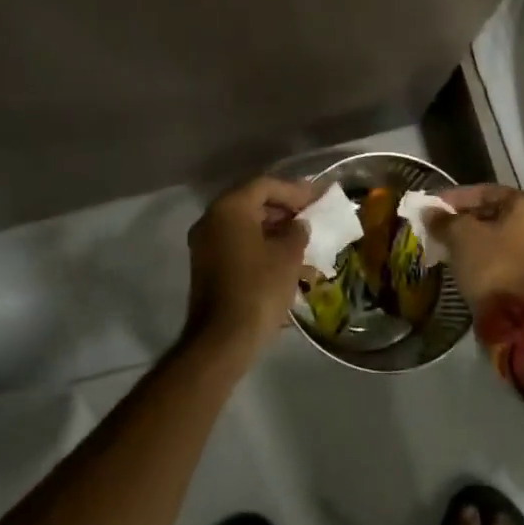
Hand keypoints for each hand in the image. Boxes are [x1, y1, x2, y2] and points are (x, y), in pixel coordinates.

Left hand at [184, 176, 324, 360]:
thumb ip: (297, 231)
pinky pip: (237, 243)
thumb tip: (298, 225)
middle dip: (284, 208)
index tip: (318, 198)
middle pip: (252, 202)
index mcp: (230, 208)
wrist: (223, 339)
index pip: (265, 185)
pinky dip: (260, 244)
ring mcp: (205, 243)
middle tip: (310, 216)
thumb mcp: (288, 256)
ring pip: (245, 224)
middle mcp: (212, 219)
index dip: (295, 190)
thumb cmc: (259, 289)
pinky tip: (284, 258)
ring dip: (274, 229)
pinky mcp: (207, 265)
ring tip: (302, 239)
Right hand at [432, 184, 523, 305]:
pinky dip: (483, 256)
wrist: (518, 318)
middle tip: (437, 226)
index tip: (432, 207)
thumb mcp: (460, 235)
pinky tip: (462, 261)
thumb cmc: (491, 264)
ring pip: (498, 236)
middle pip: (493, 213)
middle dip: (463, 219)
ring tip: (446, 244)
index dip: (455, 197)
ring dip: (472, 239)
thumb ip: (444, 219)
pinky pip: (504, 256)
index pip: (485, 191)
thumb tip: (429, 212)